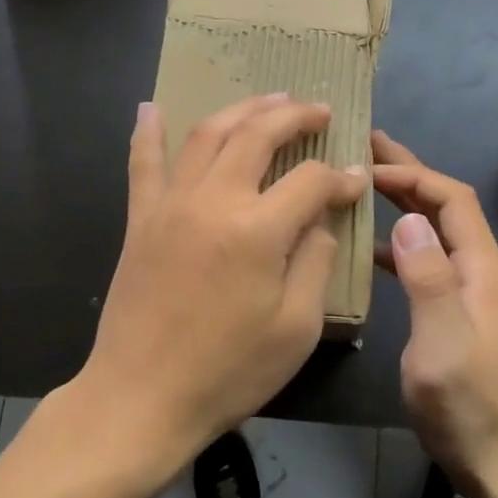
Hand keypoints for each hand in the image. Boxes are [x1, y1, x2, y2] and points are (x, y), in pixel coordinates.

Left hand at [72, 95, 367, 482]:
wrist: (141, 398)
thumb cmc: (228, 371)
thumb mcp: (296, 328)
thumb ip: (314, 260)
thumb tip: (320, 217)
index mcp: (257, 230)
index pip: (310, 181)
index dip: (340, 179)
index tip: (356, 182)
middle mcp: (213, 200)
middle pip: (257, 135)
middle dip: (295, 116)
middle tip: (320, 110)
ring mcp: (171, 204)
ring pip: (208, 135)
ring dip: (242, 110)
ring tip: (270, 99)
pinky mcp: (141, 218)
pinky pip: (144, 164)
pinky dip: (148, 132)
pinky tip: (152, 108)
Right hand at [372, 130, 497, 497]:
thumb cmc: (469, 406)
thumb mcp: (442, 343)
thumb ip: (428, 278)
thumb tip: (408, 218)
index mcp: (485, 270)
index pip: (452, 199)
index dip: (412, 174)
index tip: (367, 165)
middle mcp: (486, 272)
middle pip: (449, 207)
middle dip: (411, 174)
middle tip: (367, 147)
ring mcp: (478, 294)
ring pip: (440, 232)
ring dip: (406, 205)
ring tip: (364, 186)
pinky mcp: (466, 314)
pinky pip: (434, 262)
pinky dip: (406, 244)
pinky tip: (375, 249)